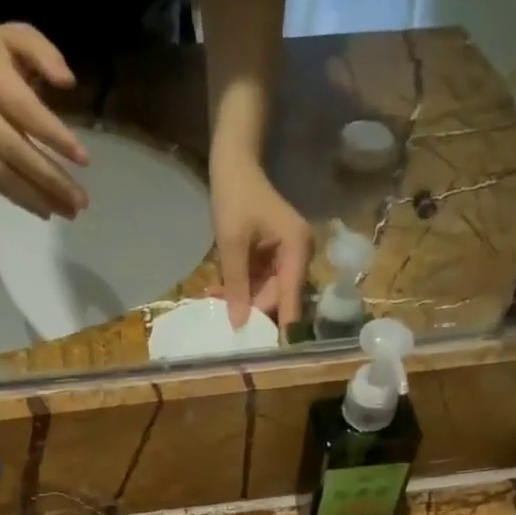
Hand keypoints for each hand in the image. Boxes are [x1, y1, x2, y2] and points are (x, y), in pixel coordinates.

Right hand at [0, 19, 90, 218]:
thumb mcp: (17, 36)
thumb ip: (45, 55)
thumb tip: (69, 82)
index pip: (28, 114)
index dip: (56, 138)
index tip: (84, 159)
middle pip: (18, 153)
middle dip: (51, 180)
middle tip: (81, 202)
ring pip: (5, 175)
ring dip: (38, 198)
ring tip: (68, 213)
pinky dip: (19, 199)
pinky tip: (44, 210)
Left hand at [211, 155, 311, 327]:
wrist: (234, 162)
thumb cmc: (235, 195)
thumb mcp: (232, 243)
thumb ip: (236, 285)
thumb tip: (238, 324)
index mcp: (297, 249)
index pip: (291, 299)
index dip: (279, 326)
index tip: (266, 352)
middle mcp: (300, 255)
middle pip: (278, 298)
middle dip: (251, 308)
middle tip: (222, 314)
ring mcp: (289, 256)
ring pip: (267, 293)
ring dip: (242, 298)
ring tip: (215, 296)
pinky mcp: (276, 257)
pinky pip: (261, 281)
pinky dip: (243, 286)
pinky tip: (220, 289)